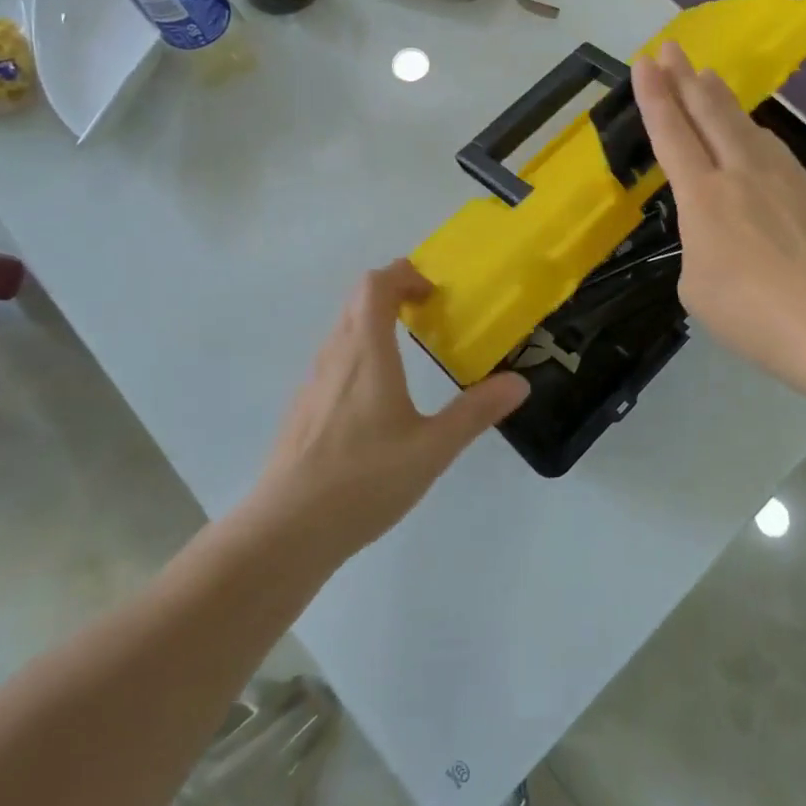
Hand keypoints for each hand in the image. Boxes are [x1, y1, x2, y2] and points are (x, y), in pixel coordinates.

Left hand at [256, 261, 529, 554]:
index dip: (404, 275)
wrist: (286, 530)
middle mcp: (335, 356)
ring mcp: (312, 382)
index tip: (433, 292)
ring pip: (342, 330)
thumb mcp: (432, 448)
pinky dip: (358, 353)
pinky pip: (332, 360)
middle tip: (427, 313)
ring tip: (406, 351)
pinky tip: (375, 399)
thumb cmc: (364, 480)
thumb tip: (519, 382)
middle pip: (357, 300)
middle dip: (392, 293)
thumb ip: (475, 412)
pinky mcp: (302, 409)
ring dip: (373, 323)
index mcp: (366, 352)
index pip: (375, 285)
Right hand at [632, 41, 805, 398]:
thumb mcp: (697, 287)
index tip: (645, 61)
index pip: (672, 134)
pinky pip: (773, 151)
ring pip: (746, 126)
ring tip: (709, 79)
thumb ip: (700, 249)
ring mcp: (783, 181)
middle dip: (685, 78)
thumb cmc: (751, 312)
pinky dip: (754, 133)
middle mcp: (741, 174)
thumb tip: (722, 238)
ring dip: (722, 99)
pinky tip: (756, 136)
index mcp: (703, 196)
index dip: (655, 96)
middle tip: (673, 47)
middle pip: (709, 113)